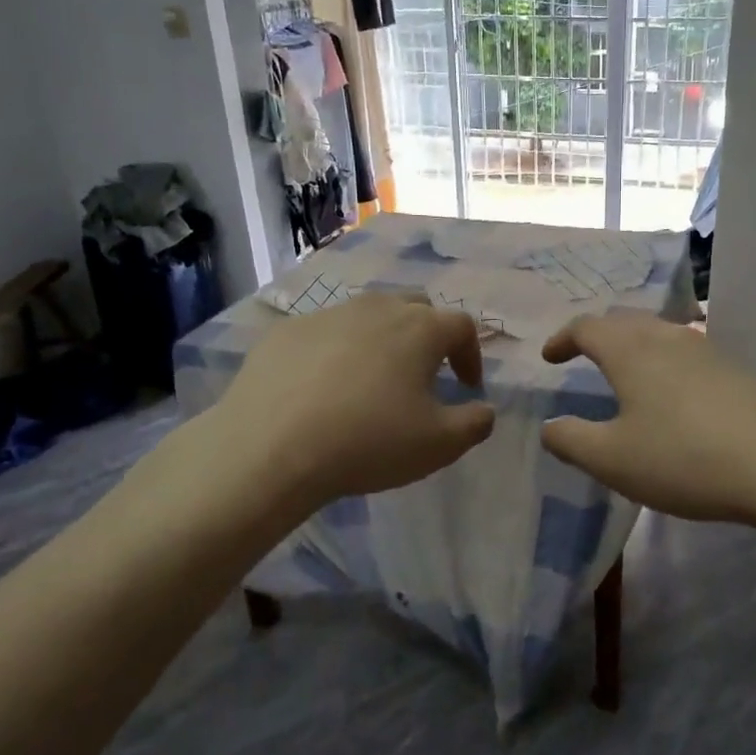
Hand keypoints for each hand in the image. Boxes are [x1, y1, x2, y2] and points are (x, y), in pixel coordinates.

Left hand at [141, 294, 495, 520]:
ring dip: (383, 338)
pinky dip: (338, 350)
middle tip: (426, 372)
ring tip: (375, 377)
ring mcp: (328, 314)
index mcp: (420, 329)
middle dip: (430, 335)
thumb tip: (485, 410)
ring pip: (368, 314)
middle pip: (416, 307)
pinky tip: (325, 386)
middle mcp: (377, 308)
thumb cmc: (368, 442)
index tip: (467, 387)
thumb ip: (475, 423)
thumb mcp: (439, 445)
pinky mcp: (287, 331)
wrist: (271, 447)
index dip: (471, 355)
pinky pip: (326, 332)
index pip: (462, 327)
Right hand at [540, 311, 755, 523]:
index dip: (563, 338)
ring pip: (658, 333)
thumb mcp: (612, 459)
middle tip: (583, 356)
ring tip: (625, 372)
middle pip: (624, 321)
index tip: (549, 358)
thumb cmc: (683, 459)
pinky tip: (671, 392)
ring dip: (633, 346)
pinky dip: (662, 361)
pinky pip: (685, 352)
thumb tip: (550, 427)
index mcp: (631, 351)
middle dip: (598, 335)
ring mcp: (706, 350)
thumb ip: (571, 440)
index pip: (587, 327)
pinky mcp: (734, 370)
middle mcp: (667, 338)